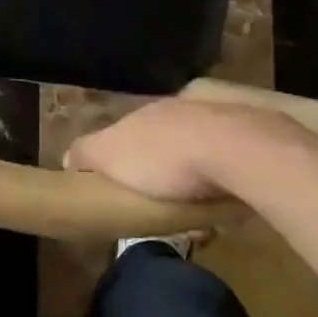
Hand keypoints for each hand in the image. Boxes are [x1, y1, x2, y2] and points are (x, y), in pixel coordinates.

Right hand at [65, 98, 311, 202]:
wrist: (235, 150)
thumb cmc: (164, 157)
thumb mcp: (109, 155)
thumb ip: (87, 153)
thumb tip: (69, 158)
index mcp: (145, 112)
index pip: (125, 133)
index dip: (122, 160)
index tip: (125, 189)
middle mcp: (179, 108)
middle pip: (162, 140)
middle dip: (160, 167)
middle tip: (161, 203)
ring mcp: (216, 119)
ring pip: (196, 149)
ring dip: (194, 174)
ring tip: (195, 208)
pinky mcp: (248, 136)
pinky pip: (227, 160)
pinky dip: (222, 178)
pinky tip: (224, 201)